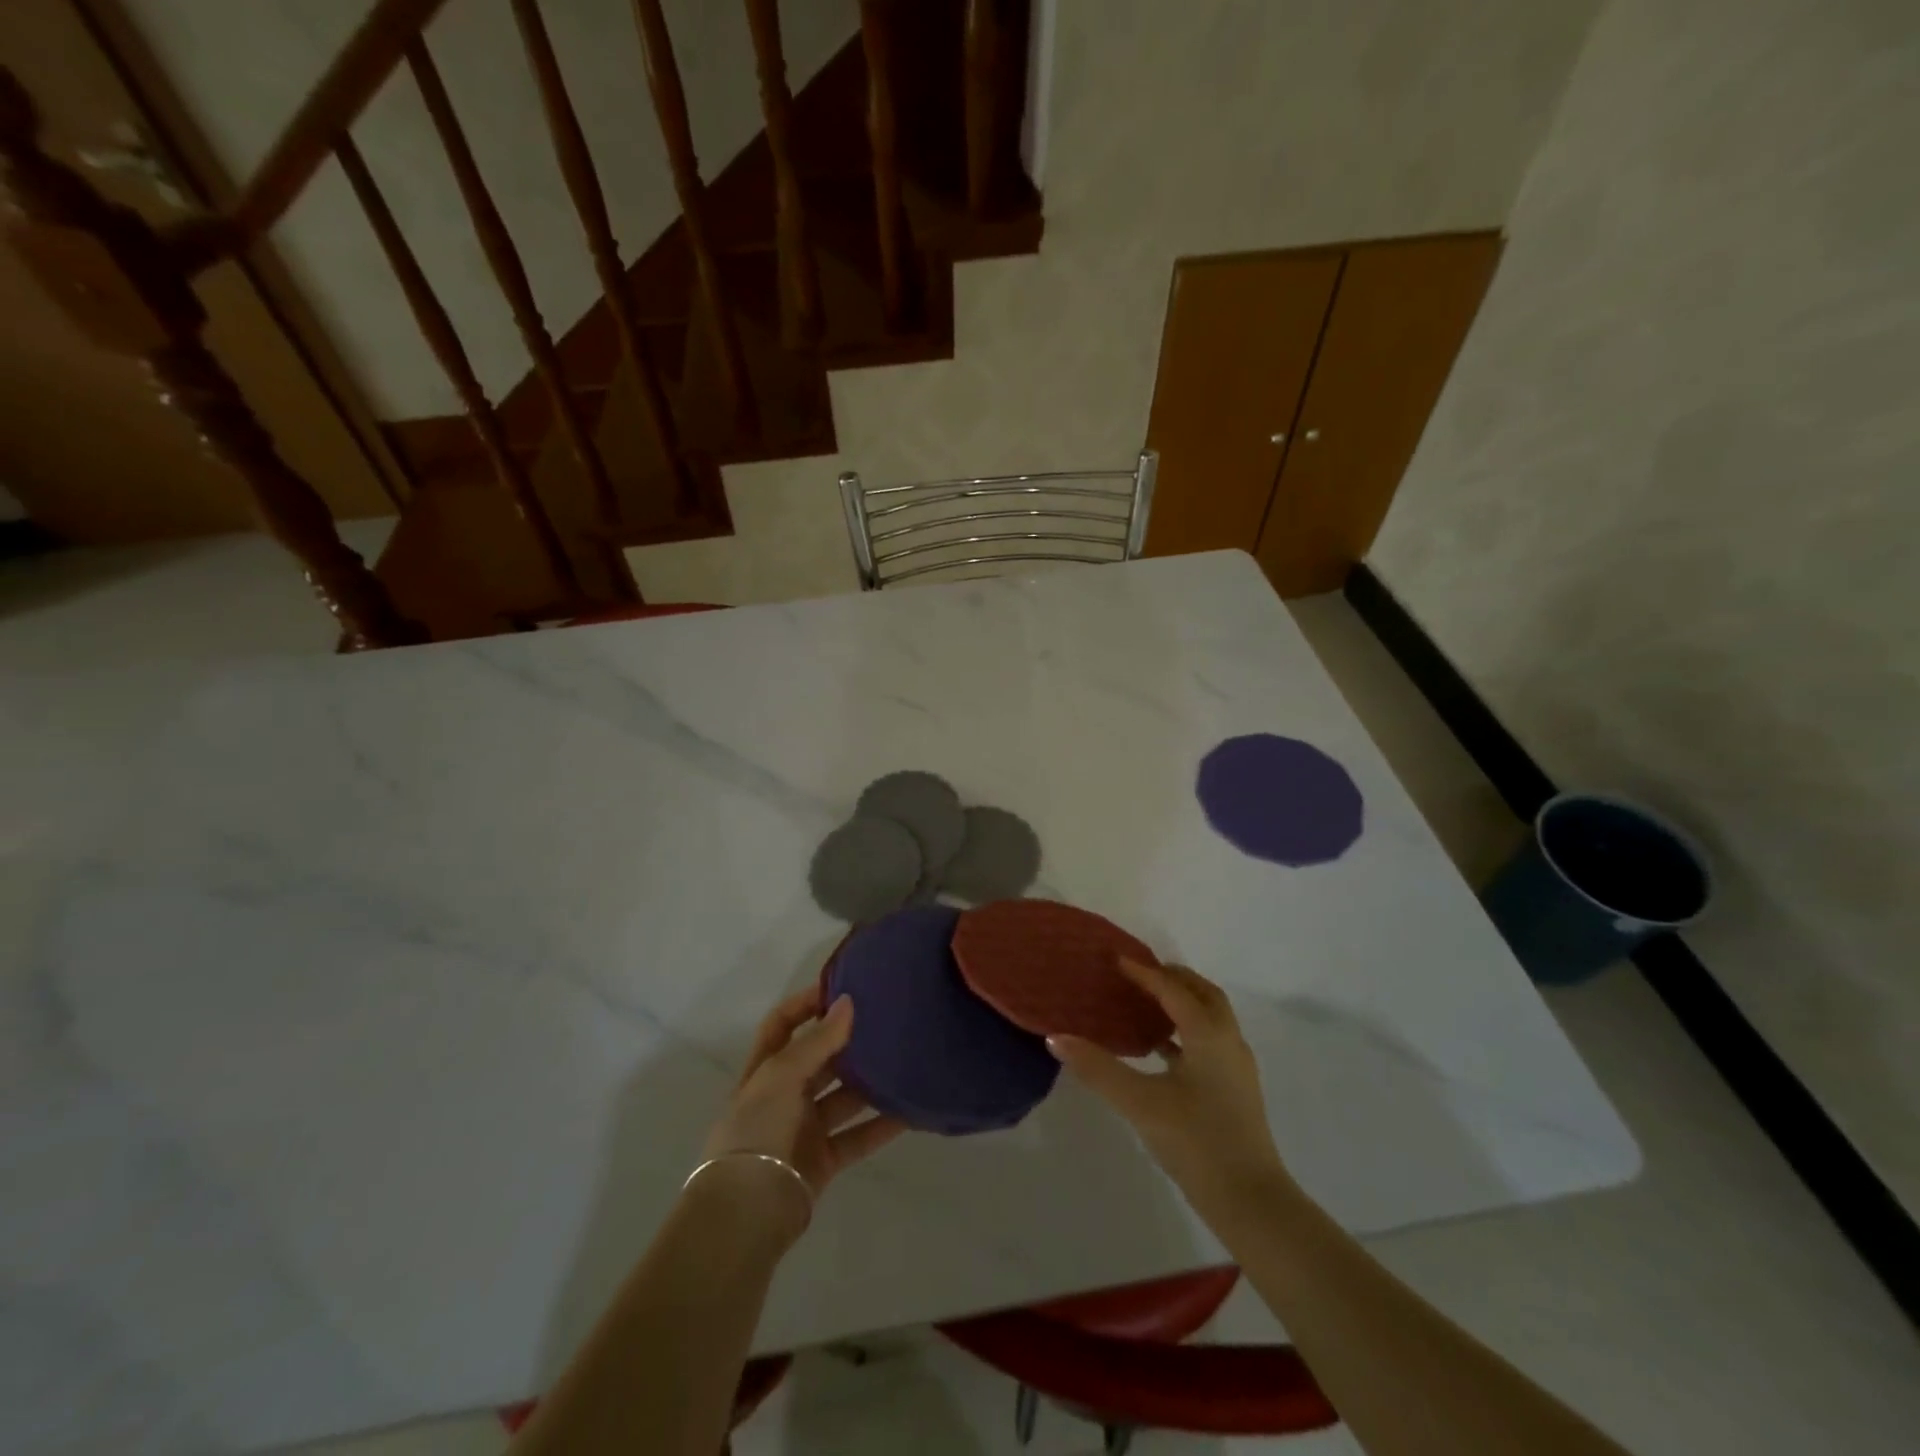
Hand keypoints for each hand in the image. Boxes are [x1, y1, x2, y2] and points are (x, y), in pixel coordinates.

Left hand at [702, 988, 905, 1204]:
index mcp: (764, 1070)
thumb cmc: (757, 1130)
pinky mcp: (824, 1159)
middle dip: (847, 1041)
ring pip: (843, 1097)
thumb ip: (817, 1041)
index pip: (782, 1024)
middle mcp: (784, 1095)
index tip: (841, 987)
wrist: (747, 1212)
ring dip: (870, 1082)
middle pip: (819, 1059)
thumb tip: (847, 1002)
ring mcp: (804, 1129)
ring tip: (905, 1060)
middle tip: (886, 1020)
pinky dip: (882, 1124)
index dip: (806, 1004)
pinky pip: (858, 1135)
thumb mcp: (781, 1076)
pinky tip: (910, 1110)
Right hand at [1048, 959, 1287, 1205]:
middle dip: (1172, 978)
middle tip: (1137, 974)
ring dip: (1181, 1003)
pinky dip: (1184, 1032)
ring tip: (1145, 1004)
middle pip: (1202, 994)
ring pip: (1210, 1018)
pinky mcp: (1234, 1090)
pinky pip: (1208, 1042)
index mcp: (1209, 1033)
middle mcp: (1228, 1041)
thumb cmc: (1196, 1142)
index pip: (1173, 989)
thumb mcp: (1140, 1103)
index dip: (1144, 972)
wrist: (1251, 1202)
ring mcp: (1235, 1067)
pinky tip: (1159, 1050)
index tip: (1116, 959)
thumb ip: (1098, 1068)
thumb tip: (1056, 1038)